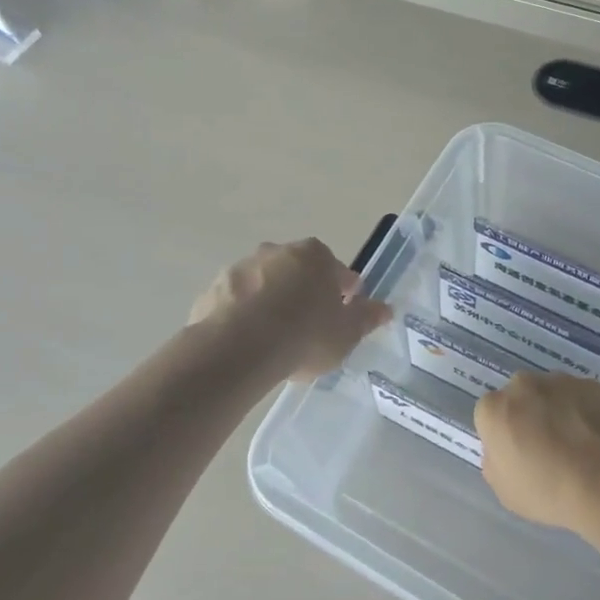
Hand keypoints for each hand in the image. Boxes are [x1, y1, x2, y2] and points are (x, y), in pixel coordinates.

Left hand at [189, 239, 391, 380]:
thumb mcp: (347, 333)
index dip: (345, 292)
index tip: (344, 313)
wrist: (240, 347)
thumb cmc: (305, 334)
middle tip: (310, 327)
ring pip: (264, 285)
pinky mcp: (213, 290)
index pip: (338, 271)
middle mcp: (277, 252)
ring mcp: (241, 268)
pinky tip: (249, 344)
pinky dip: (243, 317)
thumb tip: (385, 309)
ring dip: (271, 303)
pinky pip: (236, 303)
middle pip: (298, 272)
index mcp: (315, 255)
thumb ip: (366, 318)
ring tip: (277, 339)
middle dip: (305, 293)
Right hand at [474, 373, 599, 531]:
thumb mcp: (504, 490)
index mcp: (494, 409)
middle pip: (519, 397)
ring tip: (576, 443)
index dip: (502, 436)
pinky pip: (580, 397)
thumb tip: (504, 448)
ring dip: (556, 410)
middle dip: (528, 415)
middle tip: (545, 447)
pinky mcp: (593, 384)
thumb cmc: (548, 491)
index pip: (489, 415)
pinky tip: (596, 438)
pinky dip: (584, 411)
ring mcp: (561, 381)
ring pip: (551, 393)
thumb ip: (495, 461)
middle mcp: (523, 384)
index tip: (517, 455)